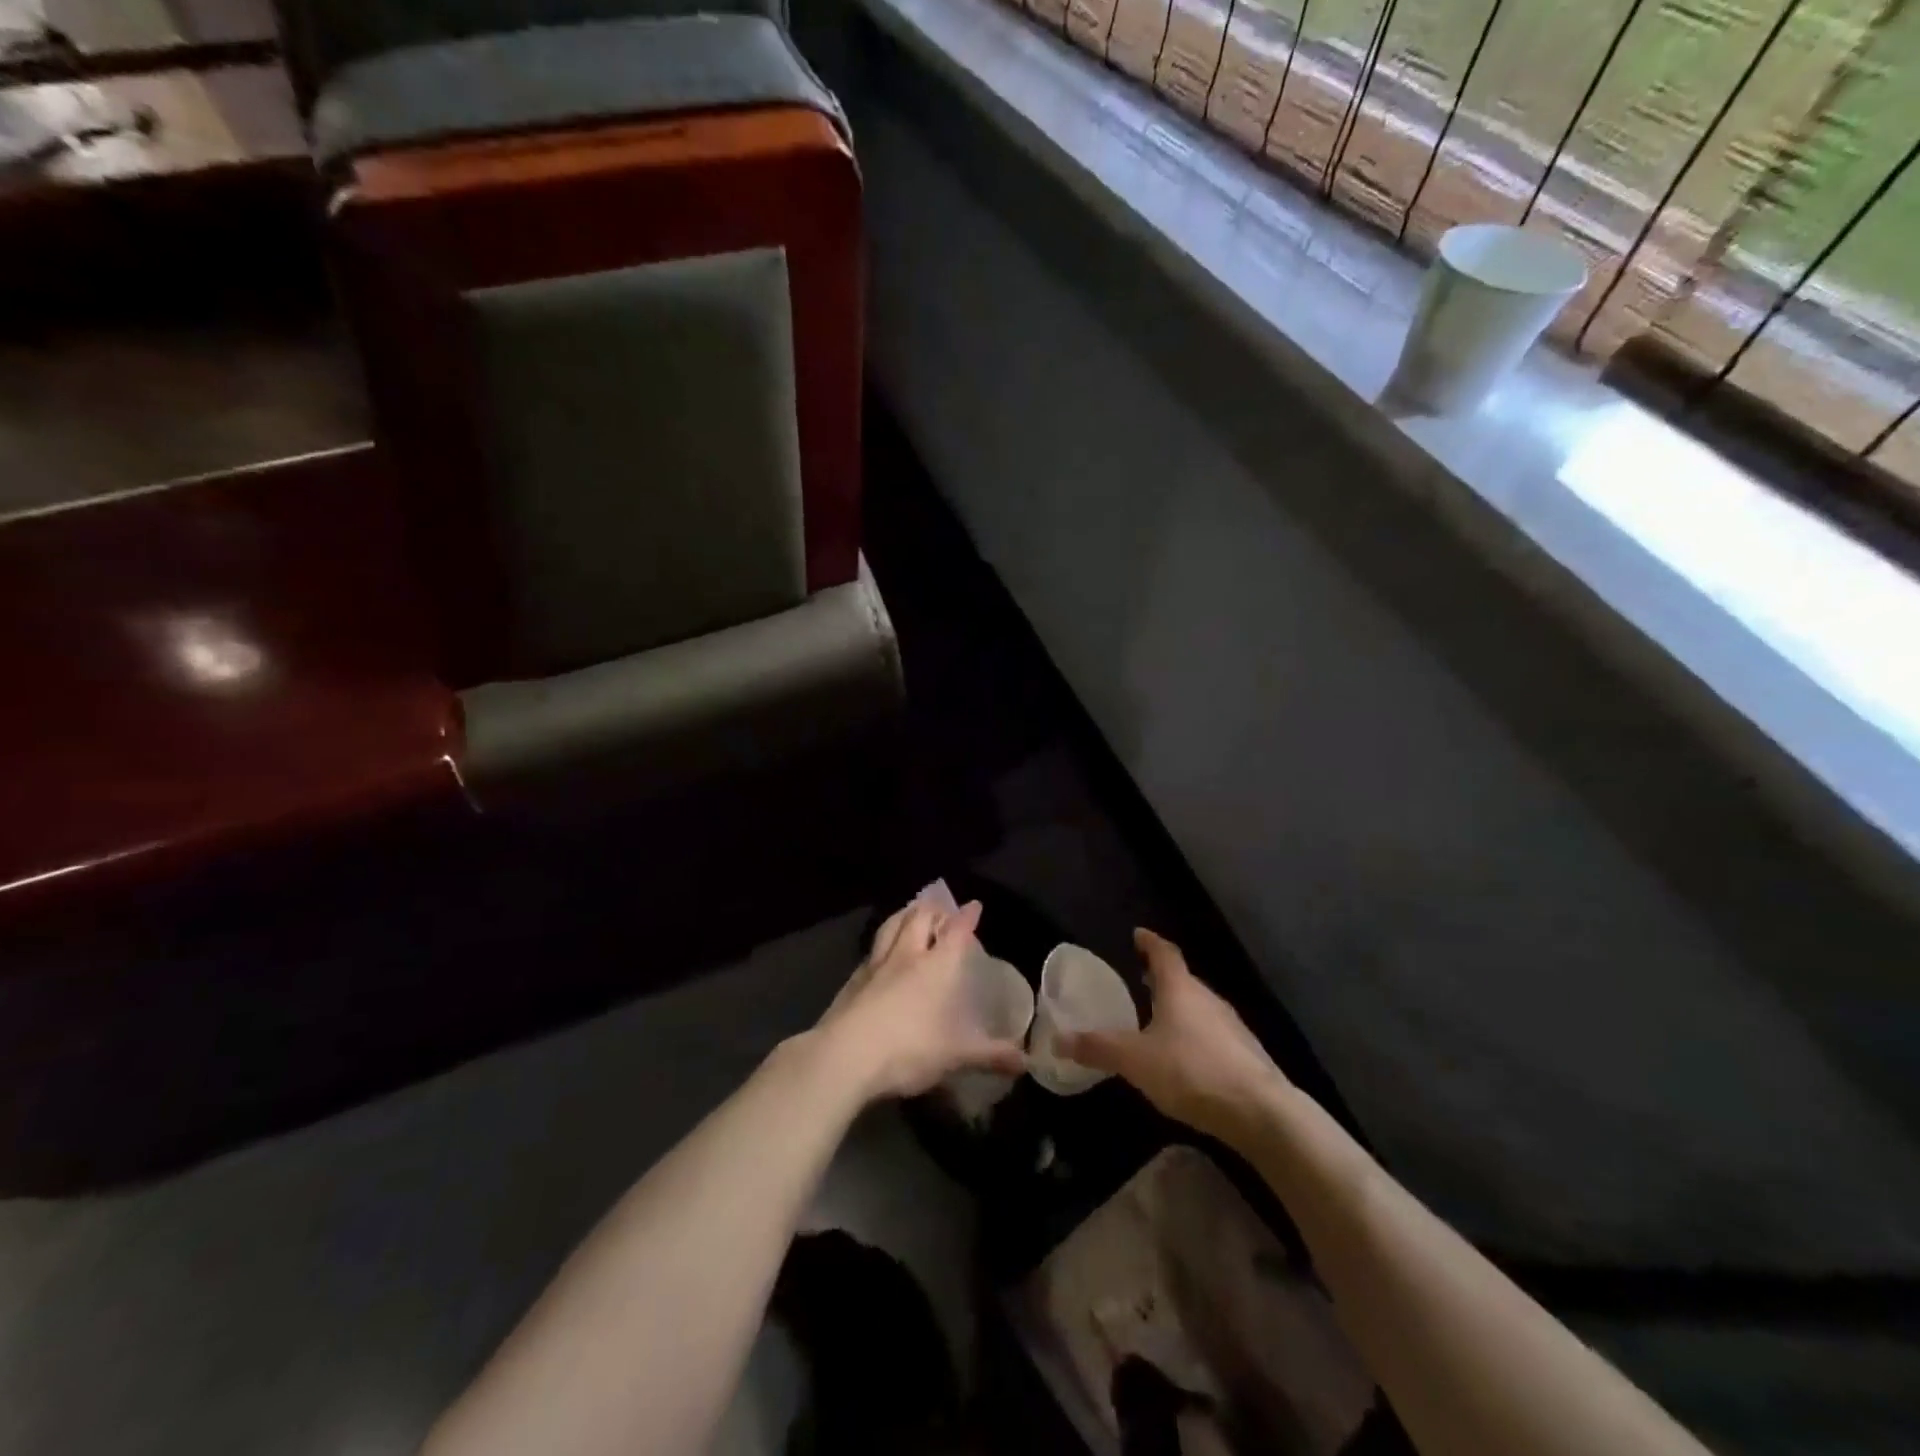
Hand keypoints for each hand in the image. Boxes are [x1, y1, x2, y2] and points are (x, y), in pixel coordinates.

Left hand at [816, 897, 1026, 1101]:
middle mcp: (907, 955)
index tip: (974, 906)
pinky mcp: (852, 981)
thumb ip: (990, 1055)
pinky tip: (880, 954)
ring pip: (891, 926)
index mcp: (937, 966)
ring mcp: (876, 965)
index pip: (956, 931)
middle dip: (932, 908)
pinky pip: (871, 951)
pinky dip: (881, 944)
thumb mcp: (956, 1055)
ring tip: (909, 913)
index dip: (967, 917)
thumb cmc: (909, 1048)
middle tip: (940, 907)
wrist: (846, 1056)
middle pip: (919, 918)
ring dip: (903, 916)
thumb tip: (1025, 1061)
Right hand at [1061, 929, 1285, 1141]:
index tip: (1138, 934)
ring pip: (1199, 1007)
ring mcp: (1231, 1026)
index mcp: (1180, 989)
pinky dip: (1194, 1035)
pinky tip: (1185, 1058)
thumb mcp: (1135, 1060)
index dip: (1149, 942)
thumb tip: (1058, 1040)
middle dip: (1161, 978)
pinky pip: (1212, 1034)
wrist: (1260, 1111)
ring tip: (1158, 1019)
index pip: (1164, 953)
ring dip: (1179, 1008)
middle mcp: (1208, 998)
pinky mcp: (1245, 1054)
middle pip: (1182, 979)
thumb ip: (1097, 1048)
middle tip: (1140, 980)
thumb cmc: (1191, 1071)